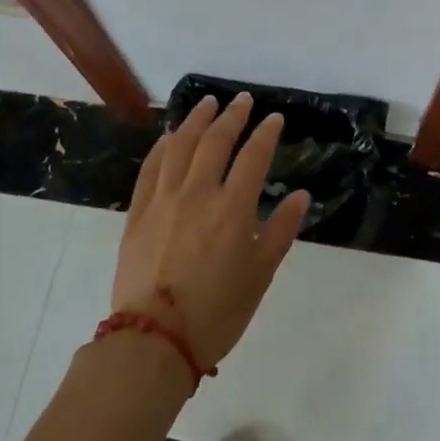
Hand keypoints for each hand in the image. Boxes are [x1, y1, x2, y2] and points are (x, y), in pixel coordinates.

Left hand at [112, 93, 310, 370]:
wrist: (154, 340)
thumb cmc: (217, 311)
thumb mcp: (260, 275)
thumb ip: (280, 231)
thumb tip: (301, 196)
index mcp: (233, 208)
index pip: (253, 156)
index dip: (265, 133)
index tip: (273, 118)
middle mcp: (198, 193)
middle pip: (215, 141)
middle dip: (232, 116)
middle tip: (242, 101)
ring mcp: (163, 200)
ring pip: (180, 146)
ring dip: (195, 120)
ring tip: (207, 104)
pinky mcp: (138, 213)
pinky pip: (150, 168)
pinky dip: (163, 147)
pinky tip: (170, 137)